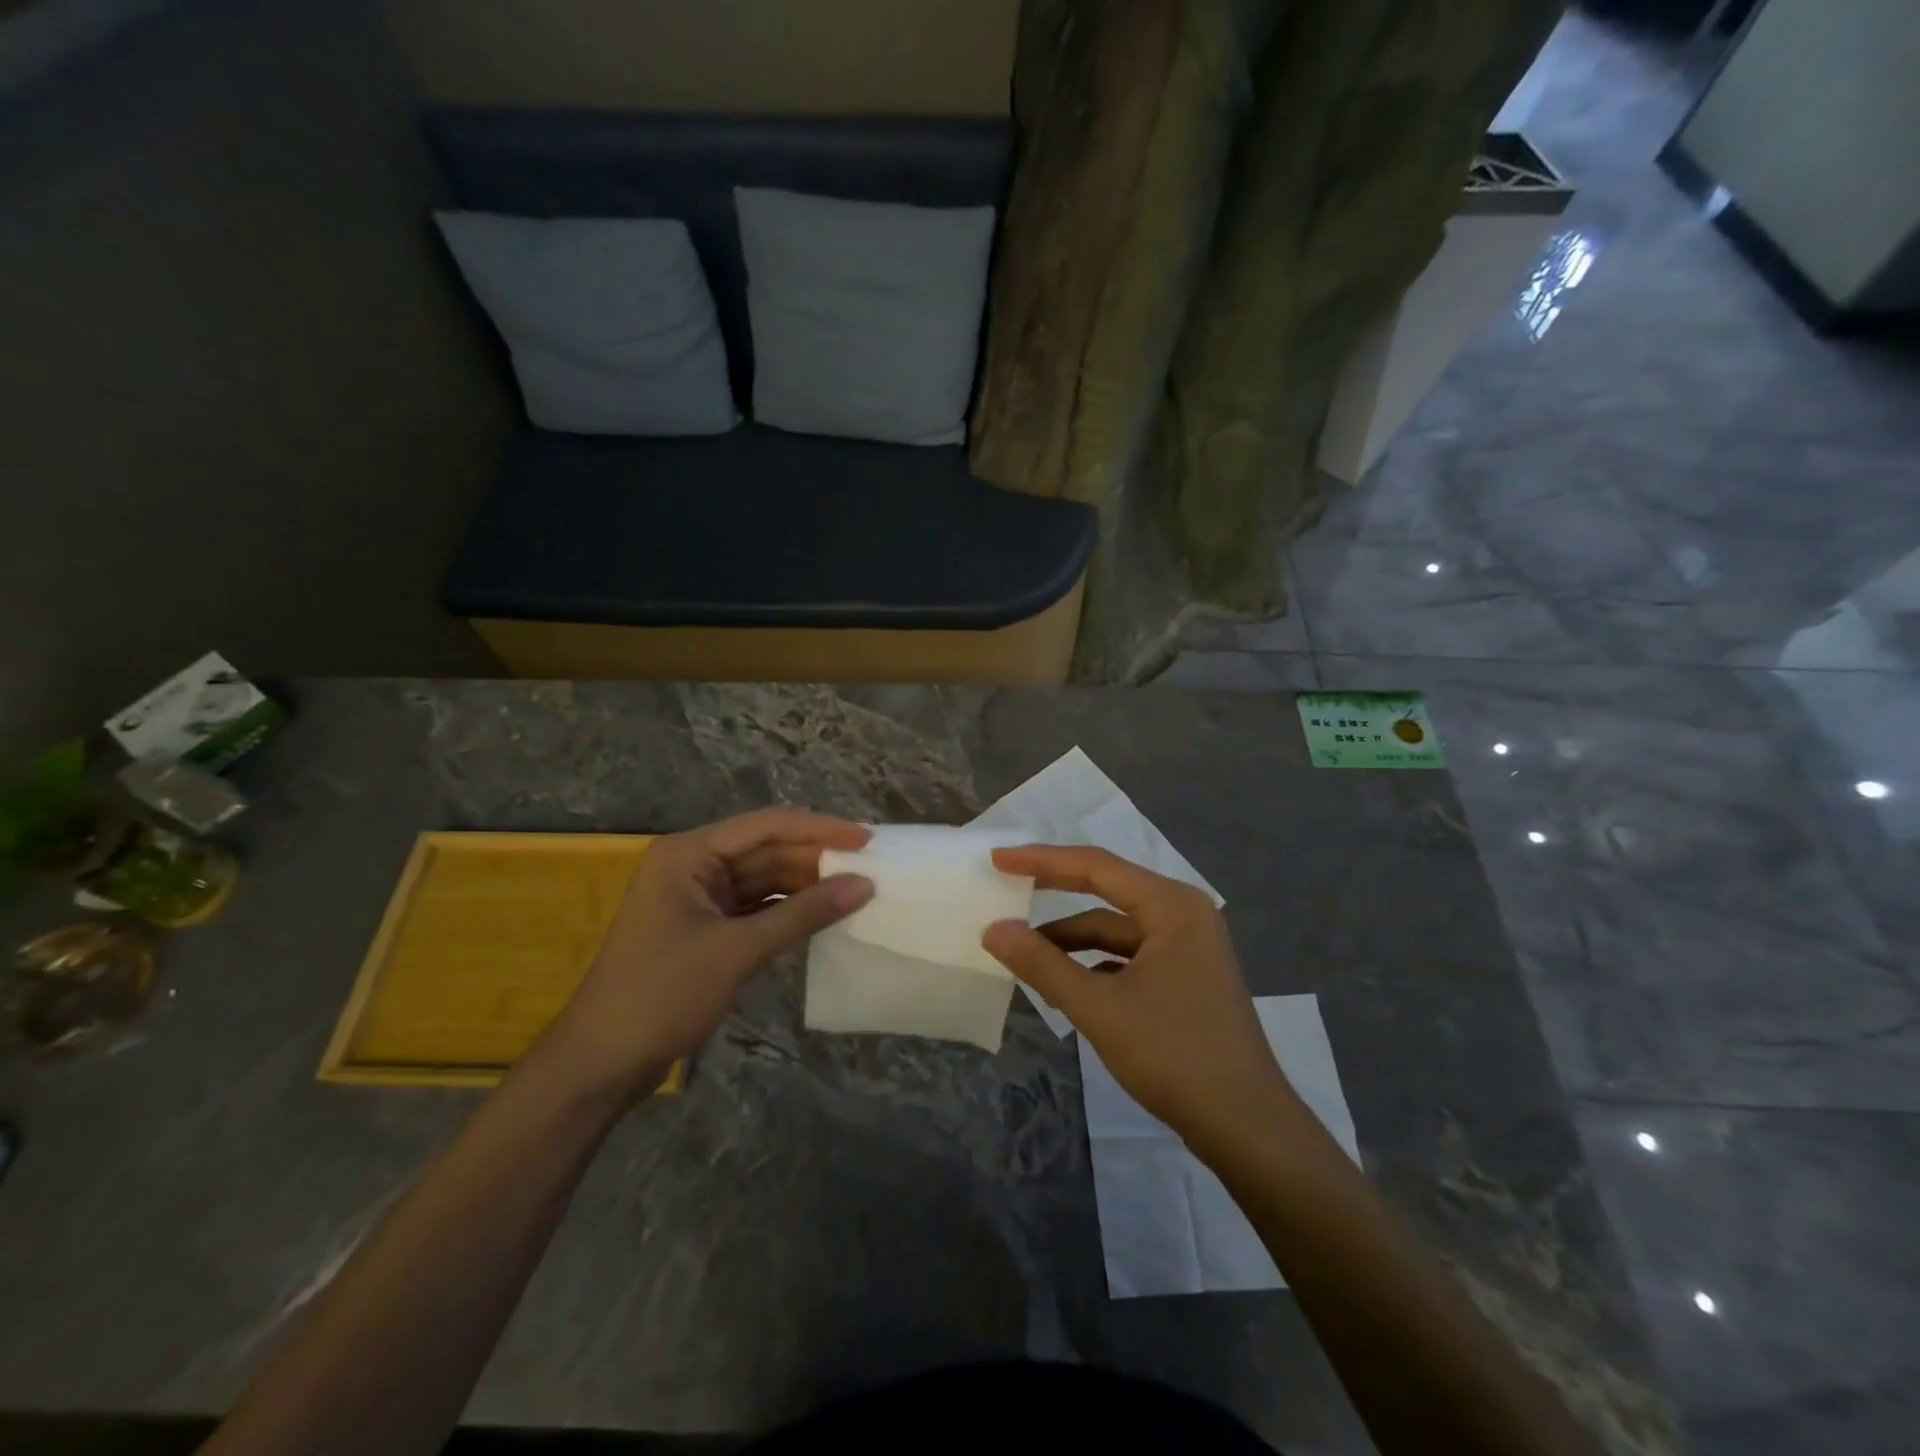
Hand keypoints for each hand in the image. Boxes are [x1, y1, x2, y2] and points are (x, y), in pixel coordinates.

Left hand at [542, 809, 872, 1098]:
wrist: (602, 1063)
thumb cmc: (662, 994)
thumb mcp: (737, 951)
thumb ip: (802, 915)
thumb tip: (864, 886)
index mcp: (689, 854)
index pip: (766, 826)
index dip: (819, 829)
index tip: (866, 838)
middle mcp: (694, 865)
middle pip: (766, 850)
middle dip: (815, 859)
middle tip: (870, 867)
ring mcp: (700, 897)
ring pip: (765, 879)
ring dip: (806, 885)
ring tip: (856, 888)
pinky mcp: (707, 927)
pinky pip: (758, 907)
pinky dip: (789, 911)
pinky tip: (824, 914)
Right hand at [983, 846, 1295, 1152]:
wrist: (1246, 1126)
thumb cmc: (1174, 1054)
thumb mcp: (1098, 1008)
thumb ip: (1042, 964)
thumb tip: (993, 929)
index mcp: (1171, 905)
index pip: (1095, 866)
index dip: (1041, 860)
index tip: (999, 860)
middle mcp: (1183, 914)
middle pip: (1107, 888)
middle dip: (1054, 888)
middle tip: (1006, 883)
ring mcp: (1188, 946)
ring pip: (1116, 928)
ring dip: (1071, 938)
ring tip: (1024, 950)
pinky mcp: (1185, 977)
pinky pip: (1128, 955)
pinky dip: (1093, 963)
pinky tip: (1064, 983)